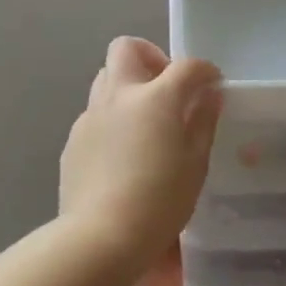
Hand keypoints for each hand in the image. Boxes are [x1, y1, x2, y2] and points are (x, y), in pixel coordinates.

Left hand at [59, 37, 223, 271]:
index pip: (186, 66)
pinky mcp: (73, 140)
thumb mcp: (196, 164)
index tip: (212, 85)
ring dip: (127, 86)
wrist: (101, 236)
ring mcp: (90, 116)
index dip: (204, 71)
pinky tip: (121, 153)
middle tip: (166, 87)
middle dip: (150, 57)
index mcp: (155, 98)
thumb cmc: (160, 202)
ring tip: (144, 120)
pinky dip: (111, 119)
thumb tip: (209, 95)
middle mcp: (118, 96)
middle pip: (127, 49)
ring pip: (105, 79)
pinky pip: (94, 114)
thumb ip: (203, 122)